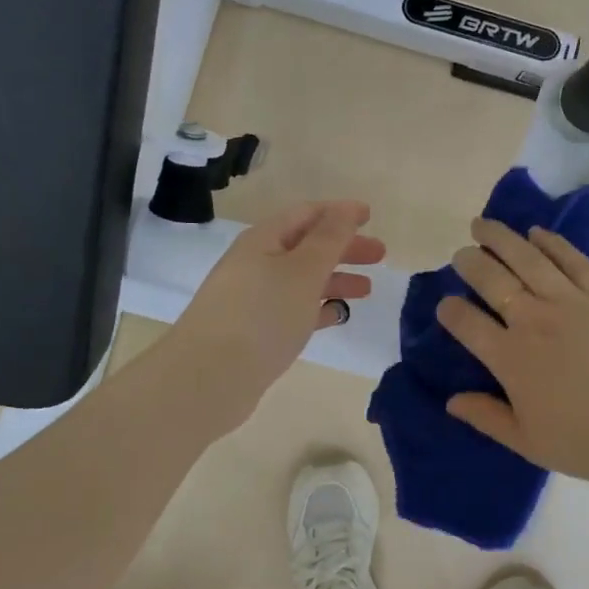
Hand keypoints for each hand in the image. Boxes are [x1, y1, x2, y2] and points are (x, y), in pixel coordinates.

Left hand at [166, 200, 384, 432]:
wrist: (209, 379)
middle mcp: (255, 264)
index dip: (339, 213)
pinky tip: (337, 316)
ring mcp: (253, 299)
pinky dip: (318, 308)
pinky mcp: (255, 332)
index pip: (306, 214)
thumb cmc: (262, 315)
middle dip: (343, 248)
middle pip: (306, 246)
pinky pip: (293, 310)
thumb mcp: (303, 270)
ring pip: (301, 280)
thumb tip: (346, 209)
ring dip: (335, 279)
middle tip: (380, 255)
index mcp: (263, 241)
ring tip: (367, 290)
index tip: (370, 215)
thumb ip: (329, 239)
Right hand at [436, 218, 588, 484]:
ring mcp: (572, 301)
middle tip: (461, 254)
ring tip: (484, 225)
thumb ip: (487, 418)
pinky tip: (537, 232)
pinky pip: (573, 259)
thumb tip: (451, 400)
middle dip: (470, 263)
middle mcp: (534, 319)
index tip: (445, 305)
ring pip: (528, 259)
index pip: (467, 323)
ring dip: (501, 238)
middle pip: (492, 280)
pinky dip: (552, 243)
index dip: (450, 311)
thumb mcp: (529, 442)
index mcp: (511, 357)